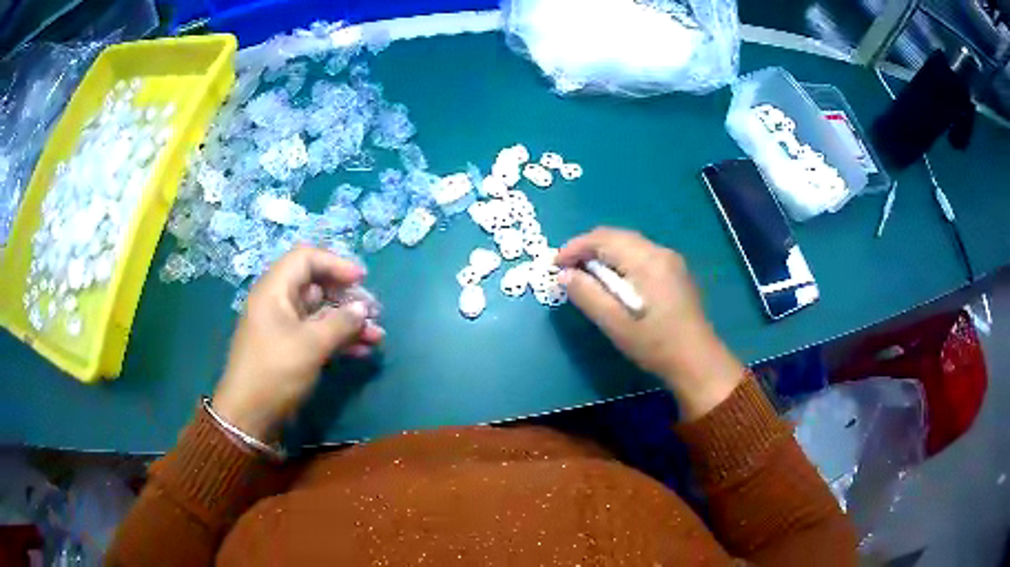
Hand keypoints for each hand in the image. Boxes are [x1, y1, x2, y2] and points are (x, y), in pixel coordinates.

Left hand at [212, 246, 383, 441]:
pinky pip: (318, 334)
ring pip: (321, 313)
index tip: (362, 278)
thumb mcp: (310, 345)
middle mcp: (278, 302)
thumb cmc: (275, 372)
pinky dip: (339, 339)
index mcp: (274, 290)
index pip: (306, 258)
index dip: (335, 263)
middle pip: (317, 285)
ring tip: (377, 336)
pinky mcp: (290, 349)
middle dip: (348, 297)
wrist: (250, 417)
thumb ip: (340, 322)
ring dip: (349, 322)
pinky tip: (362, 350)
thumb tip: (363, 309)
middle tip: (375, 312)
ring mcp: (284, 327)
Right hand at [556, 228, 744, 419]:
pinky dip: (619, 261)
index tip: (554, 266)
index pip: (603, 239)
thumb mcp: (616, 324)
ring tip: (584, 275)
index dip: (574, 247)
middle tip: (565, 270)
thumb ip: (588, 296)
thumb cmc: (655, 345)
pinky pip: (640, 255)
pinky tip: (612, 281)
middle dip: (587, 248)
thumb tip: (564, 275)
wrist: (698, 361)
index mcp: (647, 261)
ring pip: (628, 244)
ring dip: (603, 254)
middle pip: (616, 236)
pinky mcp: (675, 272)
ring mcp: (671, 260)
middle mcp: (660, 252)